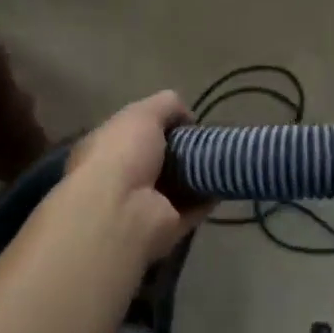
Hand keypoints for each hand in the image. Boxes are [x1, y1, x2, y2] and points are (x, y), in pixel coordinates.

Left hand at [65, 91, 208, 265]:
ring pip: (177, 185)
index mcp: (107, 149)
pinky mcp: (167, 226)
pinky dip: (209, 197)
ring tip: (223, 157)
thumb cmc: (123, 154)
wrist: (121, 211)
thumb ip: (166, 105)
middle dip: (183, 150)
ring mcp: (144, 205)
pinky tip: (226, 181)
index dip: (159, 125)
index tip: (185, 121)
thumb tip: (188, 117)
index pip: (134, 133)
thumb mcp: (142, 114)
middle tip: (208, 140)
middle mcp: (122, 177)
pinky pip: (193, 208)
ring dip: (198, 174)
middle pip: (159, 160)